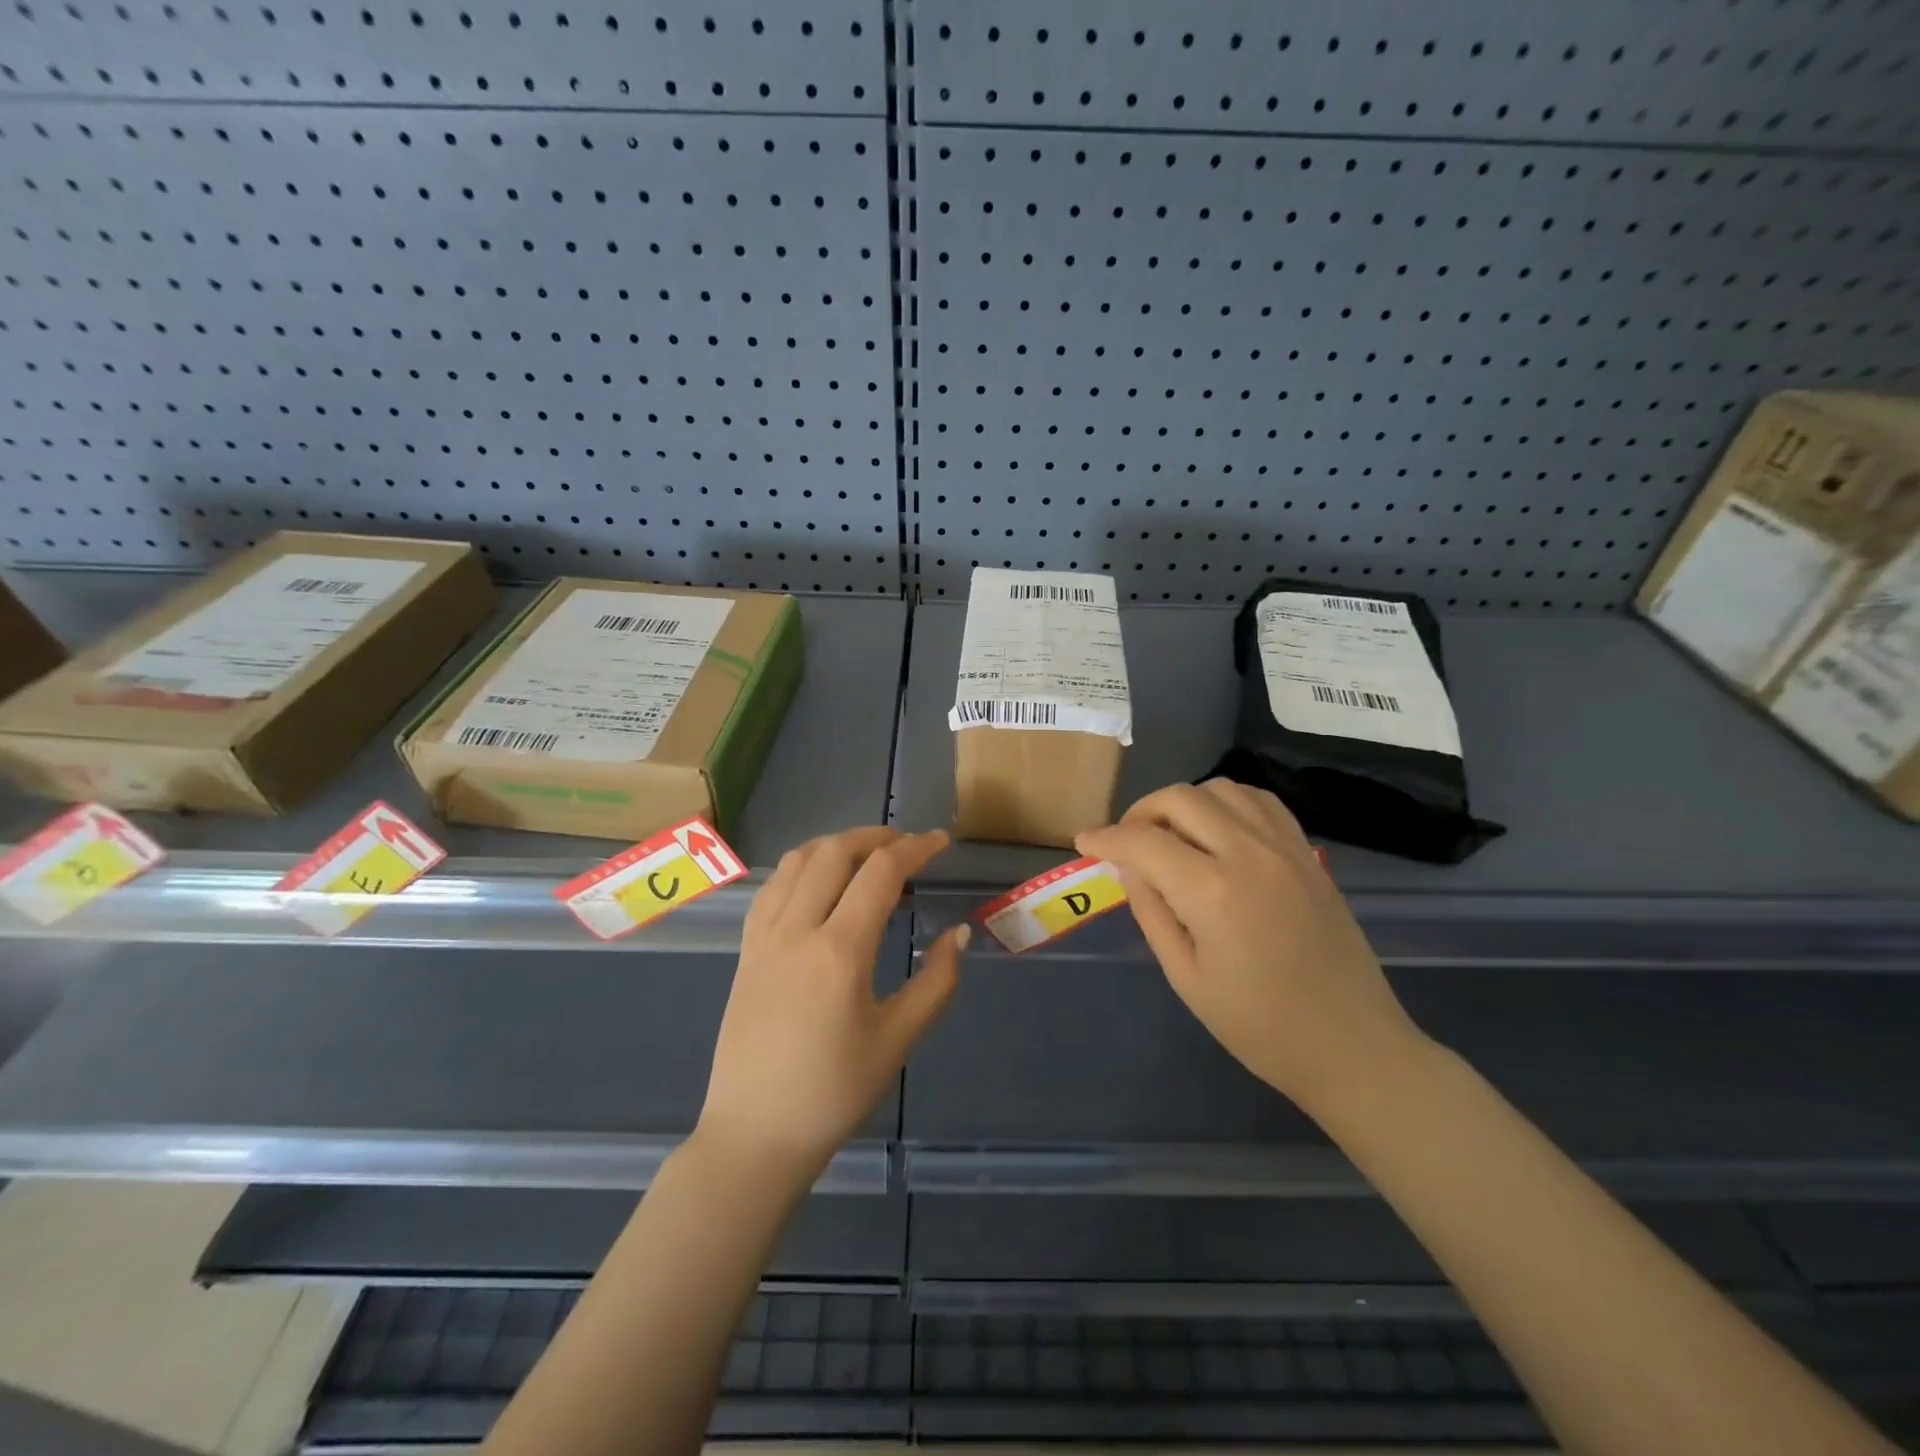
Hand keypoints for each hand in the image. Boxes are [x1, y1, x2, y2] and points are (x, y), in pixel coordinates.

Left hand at [696, 827, 967, 1183]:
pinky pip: (773, 886)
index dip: (916, 848)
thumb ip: (936, 981)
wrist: (755, 1134)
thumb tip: (958, 933)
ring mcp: (764, 937)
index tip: (941, 842)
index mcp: (839, 951)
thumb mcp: (898, 1040)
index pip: (880, 872)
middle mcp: (797, 929)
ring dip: (836, 845)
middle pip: (835, 851)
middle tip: (907, 847)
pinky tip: (820, 883)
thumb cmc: (834, 1092)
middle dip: (876, 836)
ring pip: (798, 860)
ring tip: (866, 857)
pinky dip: (803, 866)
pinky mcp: (746, 950)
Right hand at [1077, 780, 1423, 1116]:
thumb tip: (1128, 866)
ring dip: (1184, 802)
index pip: (1142, 841)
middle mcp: (1249, 854)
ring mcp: (1285, 848)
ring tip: (1171, 834)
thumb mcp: (1186, 977)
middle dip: (1140, 812)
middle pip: (1180, 799)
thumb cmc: (1259, 1026)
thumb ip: (1151, 911)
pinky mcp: (1308, 853)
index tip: (1084, 842)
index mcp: (1212, 892)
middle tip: (1125, 842)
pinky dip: (1228, 803)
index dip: (1105, 837)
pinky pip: (1261, 802)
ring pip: (1221, 789)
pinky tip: (1218, 830)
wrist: (1351, 1046)